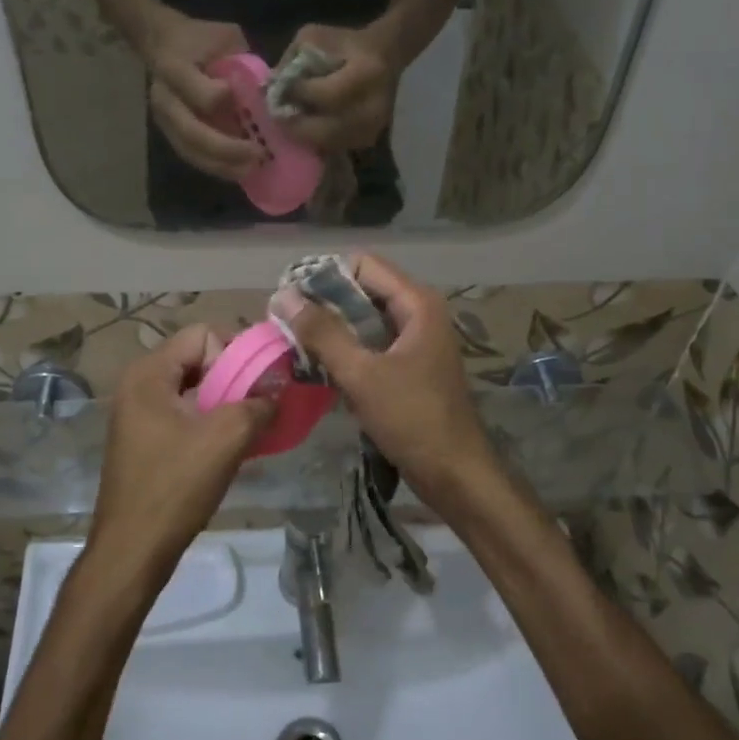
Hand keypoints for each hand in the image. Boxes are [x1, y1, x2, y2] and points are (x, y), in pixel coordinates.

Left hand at [88, 325, 274, 578]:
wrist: (133, 550)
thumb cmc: (175, 488)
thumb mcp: (226, 439)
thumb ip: (258, 404)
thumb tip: (277, 392)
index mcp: (148, 374)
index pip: (203, 334)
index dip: (236, 354)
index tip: (257, 386)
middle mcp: (138, 385)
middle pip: (198, 359)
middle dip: (234, 378)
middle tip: (259, 406)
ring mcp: (138, 415)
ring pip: (194, 390)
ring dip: (225, 403)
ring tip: (250, 428)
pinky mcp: (144, 441)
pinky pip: (184, 415)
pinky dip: (210, 423)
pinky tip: (229, 448)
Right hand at [146, 15, 261, 180]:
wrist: (161, 41)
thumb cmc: (200, 38)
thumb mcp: (225, 38)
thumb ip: (243, 63)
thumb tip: (272, 93)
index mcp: (175, 67)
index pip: (198, 93)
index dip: (223, 102)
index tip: (251, 105)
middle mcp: (165, 97)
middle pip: (192, 132)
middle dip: (227, 148)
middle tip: (258, 155)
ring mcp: (164, 119)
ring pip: (190, 150)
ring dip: (222, 165)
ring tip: (250, 170)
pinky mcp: (169, 133)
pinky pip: (191, 156)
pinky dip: (215, 166)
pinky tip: (238, 171)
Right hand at [271, 254, 496, 500]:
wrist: (455, 475)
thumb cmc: (413, 419)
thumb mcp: (362, 374)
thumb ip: (322, 333)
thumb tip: (283, 296)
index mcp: (417, 304)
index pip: (363, 265)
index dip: (325, 276)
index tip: (290, 299)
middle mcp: (419, 314)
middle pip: (363, 290)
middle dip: (324, 304)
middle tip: (285, 323)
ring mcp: (415, 342)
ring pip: (364, 320)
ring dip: (332, 329)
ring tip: (294, 343)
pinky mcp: (409, 368)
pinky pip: (371, 346)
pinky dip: (346, 351)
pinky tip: (319, 366)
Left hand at [277, 24, 395, 152]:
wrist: (386, 55)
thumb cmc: (346, 43)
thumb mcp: (316, 37)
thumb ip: (292, 59)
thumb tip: (270, 87)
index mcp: (365, 73)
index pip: (325, 95)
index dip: (299, 96)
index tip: (280, 92)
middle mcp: (372, 106)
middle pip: (326, 129)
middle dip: (297, 124)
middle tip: (278, 117)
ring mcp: (373, 127)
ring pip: (329, 142)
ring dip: (306, 135)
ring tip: (291, 123)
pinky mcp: (369, 139)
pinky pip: (336, 147)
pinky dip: (318, 140)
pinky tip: (308, 127)